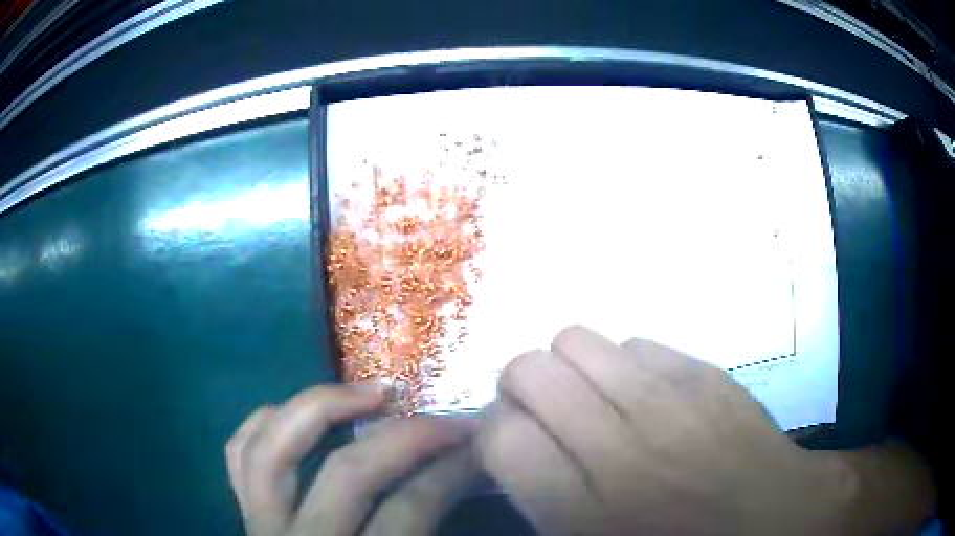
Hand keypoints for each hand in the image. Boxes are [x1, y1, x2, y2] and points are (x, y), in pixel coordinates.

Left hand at [226, 385, 478, 535]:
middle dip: (404, 436)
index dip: (451, 470)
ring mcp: (262, 526)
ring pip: (275, 451)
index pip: (410, 509)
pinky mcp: (244, 515)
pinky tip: (294, 411)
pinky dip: (262, 423)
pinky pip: (237, 455)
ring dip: (323, 408)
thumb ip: (430, 531)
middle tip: (441, 416)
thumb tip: (461, 478)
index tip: (479, 444)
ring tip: (370, 392)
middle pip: (347, 473)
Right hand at [477, 326, 856, 535]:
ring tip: (599, 399)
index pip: (500, 435)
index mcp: (582, 511)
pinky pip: (637, 343)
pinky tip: (649, 396)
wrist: (772, 520)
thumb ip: (540, 495)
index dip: (495, 430)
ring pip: (577, 340)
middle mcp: (621, 449)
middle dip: (523, 386)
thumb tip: (510, 438)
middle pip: (530, 370)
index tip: (514, 439)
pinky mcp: (706, 373)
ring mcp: (670, 402)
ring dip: (573, 369)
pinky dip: (627, 366)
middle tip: (549, 413)